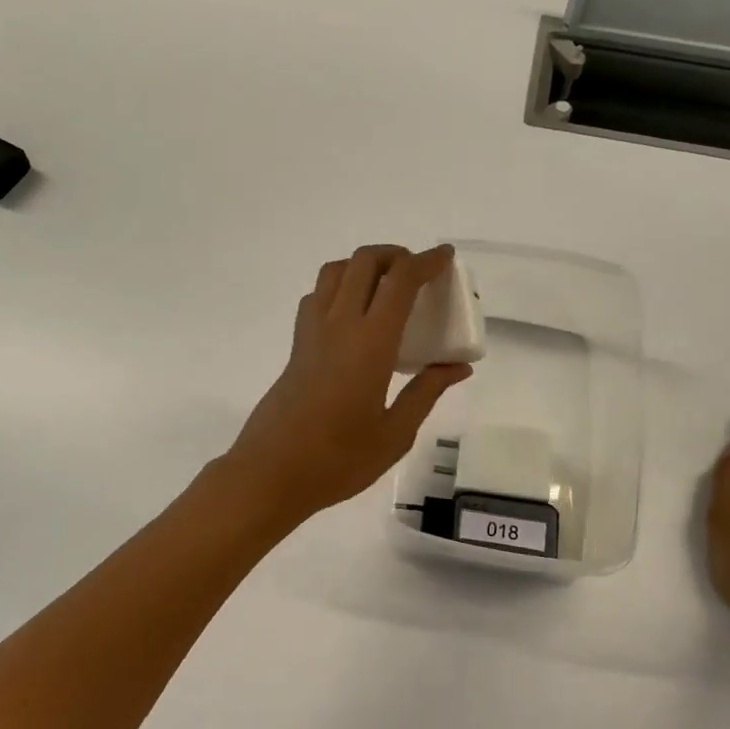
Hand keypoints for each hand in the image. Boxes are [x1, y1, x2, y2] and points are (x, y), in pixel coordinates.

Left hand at [223, 245, 473, 522]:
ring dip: (363, 265)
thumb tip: (458, 367)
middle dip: (395, 255)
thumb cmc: (339, 459)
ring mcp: (311, 332)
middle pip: (364, 262)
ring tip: (387, 286)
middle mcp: (338, 325)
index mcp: (370, 343)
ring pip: (335, 272)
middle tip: (418, 272)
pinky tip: (353, 315)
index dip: (426, 261)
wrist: (272, 473)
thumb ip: (427, 392)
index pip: (400, 281)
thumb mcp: (395, 433)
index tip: (445, 256)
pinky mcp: (296, 346)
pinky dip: (339, 286)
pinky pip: (317, 297)